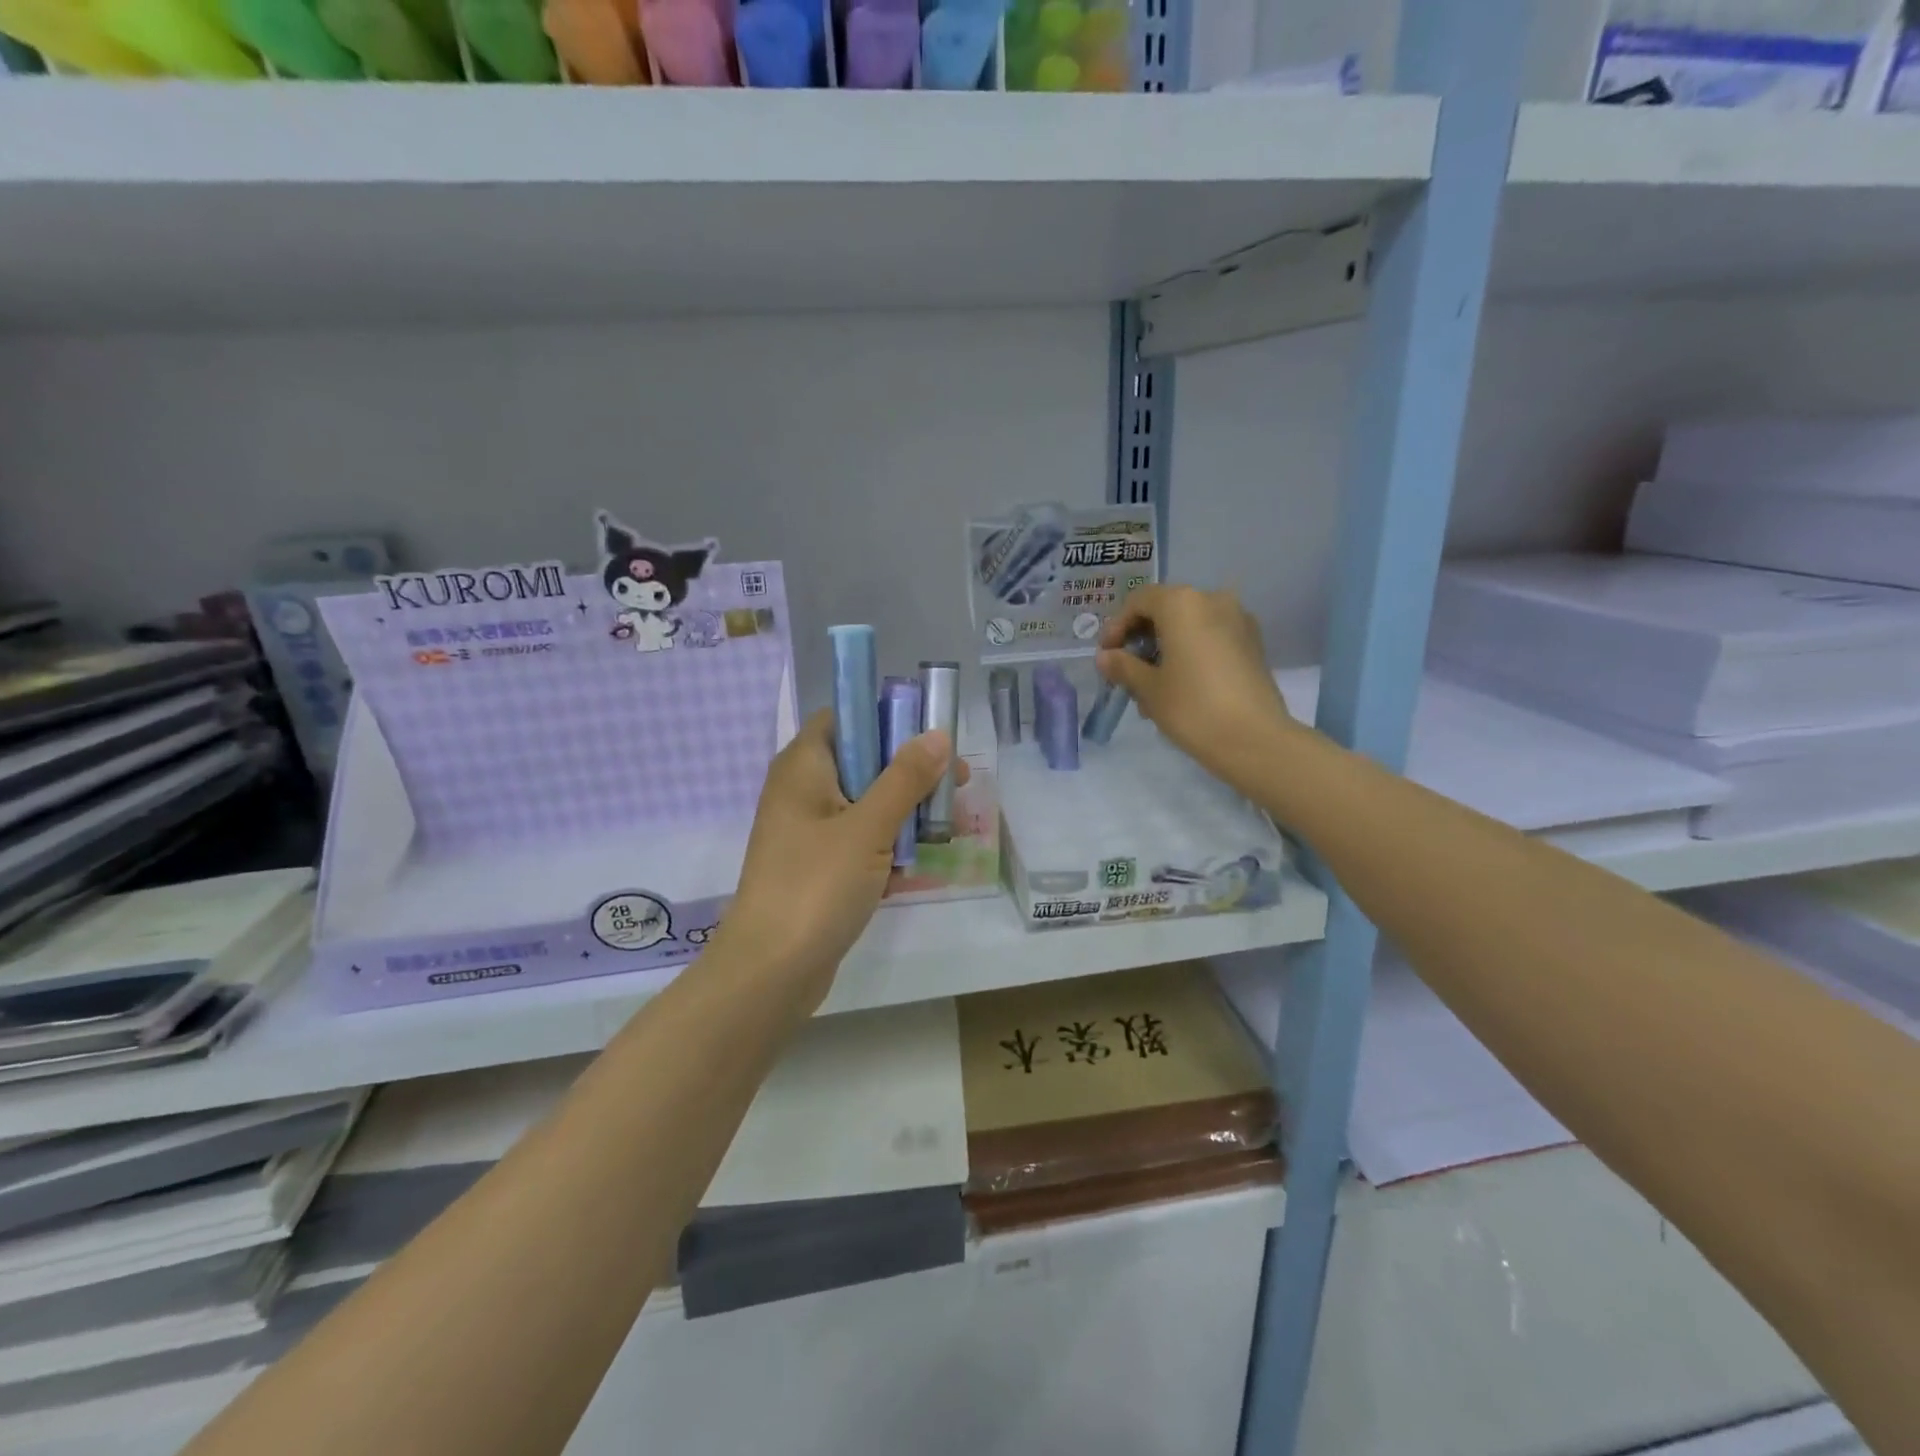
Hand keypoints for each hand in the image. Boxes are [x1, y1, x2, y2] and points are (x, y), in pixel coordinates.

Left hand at [714, 711, 965, 1007]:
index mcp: (803, 766)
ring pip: (865, 805)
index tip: (930, 738)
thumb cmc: (816, 885)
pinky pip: (858, 842)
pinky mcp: (817, 867)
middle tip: (956, 785)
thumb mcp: (868, 827)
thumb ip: (905, 778)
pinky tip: (913, 869)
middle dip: (909, 774)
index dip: (887, 719)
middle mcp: (801, 791)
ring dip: (904, 814)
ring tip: (946, 830)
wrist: (770, 971)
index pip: (844, 717)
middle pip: (862, 761)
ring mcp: (808, 832)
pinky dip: (885, 848)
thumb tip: (937, 734)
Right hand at [1095, 584, 1299, 787]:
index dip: (1116, 626)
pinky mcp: (1253, 644)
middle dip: (1142, 638)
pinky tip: (1180, 686)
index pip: (1139, 601)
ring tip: (1151, 687)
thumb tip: (1105, 657)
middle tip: (1126, 672)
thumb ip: (1123, 667)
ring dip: (1165, 649)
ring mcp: (1238, 620)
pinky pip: (1210, 638)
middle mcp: (1213, 600)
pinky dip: (1190, 653)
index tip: (1107, 656)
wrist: (1255, 739)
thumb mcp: (1148, 688)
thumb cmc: (1192, 707)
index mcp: (1183, 603)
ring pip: (1189, 626)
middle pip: (1166, 610)